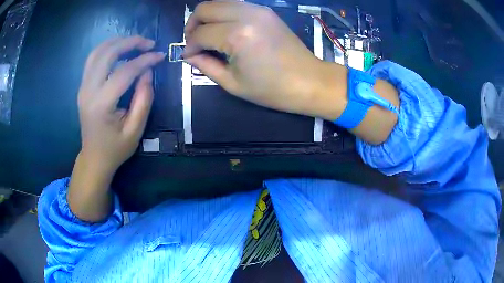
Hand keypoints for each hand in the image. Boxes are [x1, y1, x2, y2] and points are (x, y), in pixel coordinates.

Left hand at [77, 36, 165, 174]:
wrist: (94, 158)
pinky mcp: (83, 86)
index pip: (124, 71)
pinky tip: (119, 49)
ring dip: (117, 42)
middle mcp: (88, 91)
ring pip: (97, 52)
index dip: (144, 60)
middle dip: (130, 42)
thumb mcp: (135, 130)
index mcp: (102, 105)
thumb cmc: (115, 148)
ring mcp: (83, 87)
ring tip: (135, 43)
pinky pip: (93, 59)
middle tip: (148, 43)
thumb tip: (147, 72)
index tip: (160, 55)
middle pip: (107, 54)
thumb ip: (143, 99)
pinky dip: (107, 49)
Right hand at [184, 1, 345, 118]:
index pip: (200, 34)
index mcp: (237, 35)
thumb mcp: (233, 83)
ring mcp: (257, 9)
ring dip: (207, 17)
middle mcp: (245, 15)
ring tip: (207, 35)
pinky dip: (223, 14)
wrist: (309, 81)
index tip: (189, 56)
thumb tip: (189, 55)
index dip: (189, 46)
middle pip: (205, 8)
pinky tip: (224, 29)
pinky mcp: (265, 10)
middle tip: (194, 42)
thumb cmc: (272, 89)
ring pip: (219, 2)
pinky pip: (235, 5)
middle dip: (193, 24)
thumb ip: (205, 66)